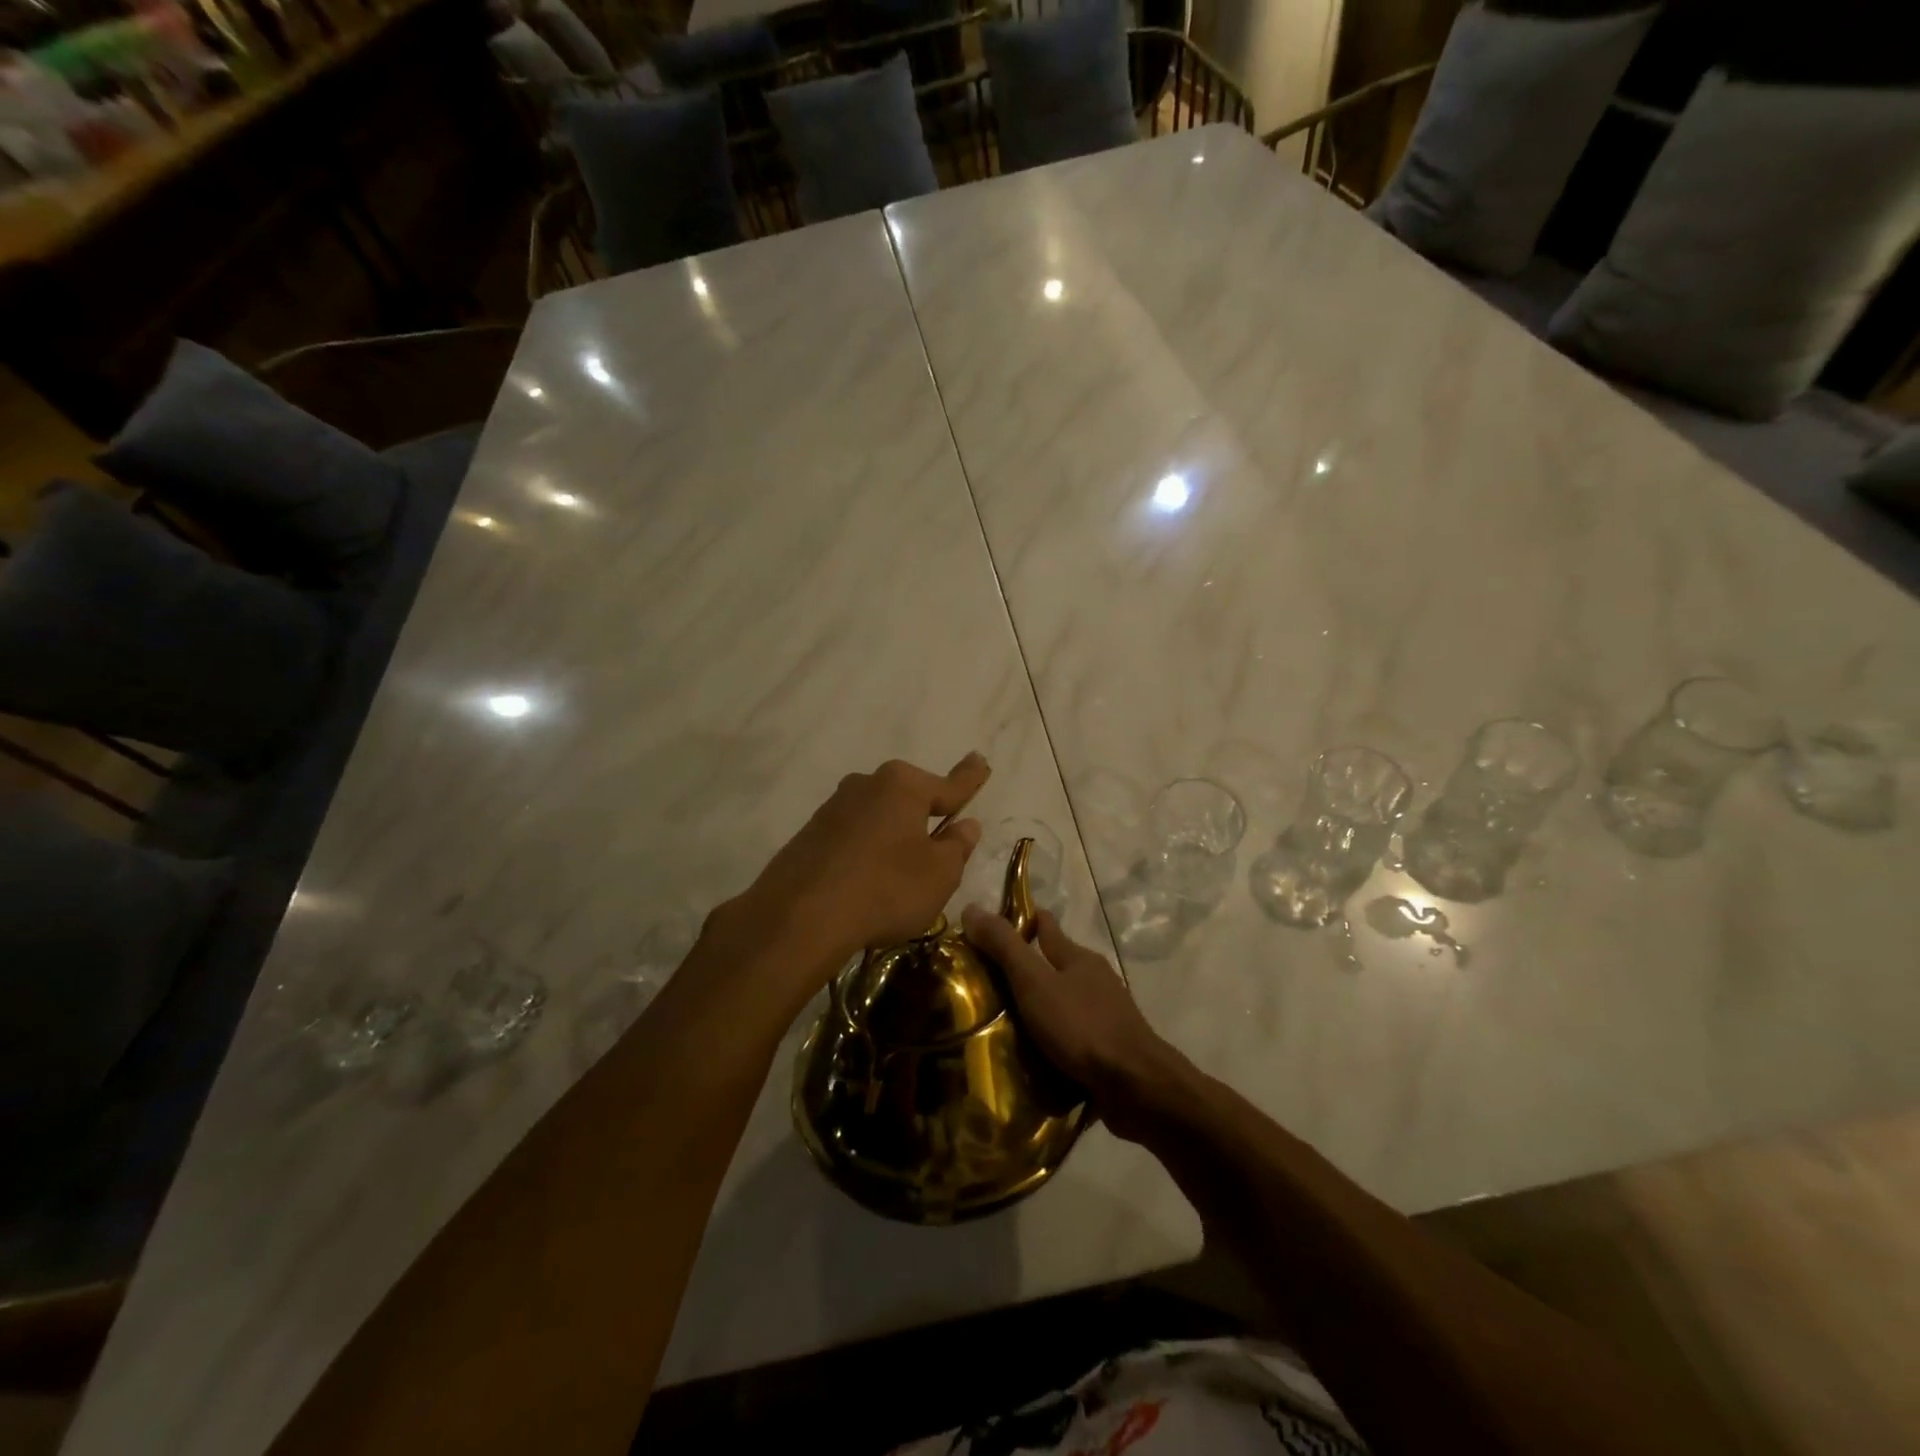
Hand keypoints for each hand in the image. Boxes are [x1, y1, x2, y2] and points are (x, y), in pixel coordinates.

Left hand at [722, 755, 989, 1006]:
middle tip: (939, 836)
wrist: (801, 916)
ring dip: (891, 835)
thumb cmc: (887, 888)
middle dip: (924, 813)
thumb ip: (956, 846)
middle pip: (908, 797)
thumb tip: (965, 825)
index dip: (969, 778)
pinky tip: (864, 882)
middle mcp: (867, 785)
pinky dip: (864, 853)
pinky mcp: (809, 834)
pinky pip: (851, 837)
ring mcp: (833, 808)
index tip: (980, 760)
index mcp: (904, 786)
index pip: (949, 784)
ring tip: (898, 872)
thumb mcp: (939, 874)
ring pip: (877, 817)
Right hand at [961, 905, 1179, 1140]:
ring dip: (1037, 1009)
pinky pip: (1071, 1038)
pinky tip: (1029, 1058)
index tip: (986, 929)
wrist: (1137, 1088)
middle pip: (1053, 965)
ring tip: (998, 1025)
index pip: (1045, 925)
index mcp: (1078, 957)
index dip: (1019, 920)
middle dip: (1023, 970)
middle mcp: (1094, 980)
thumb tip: (971, 908)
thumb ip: (1005, 947)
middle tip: (982, 984)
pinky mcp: (1108, 1051)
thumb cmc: (1082, 1027)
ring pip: (1063, 1003)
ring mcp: (1105, 1016)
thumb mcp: (1035, 983)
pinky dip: (1051, 1042)